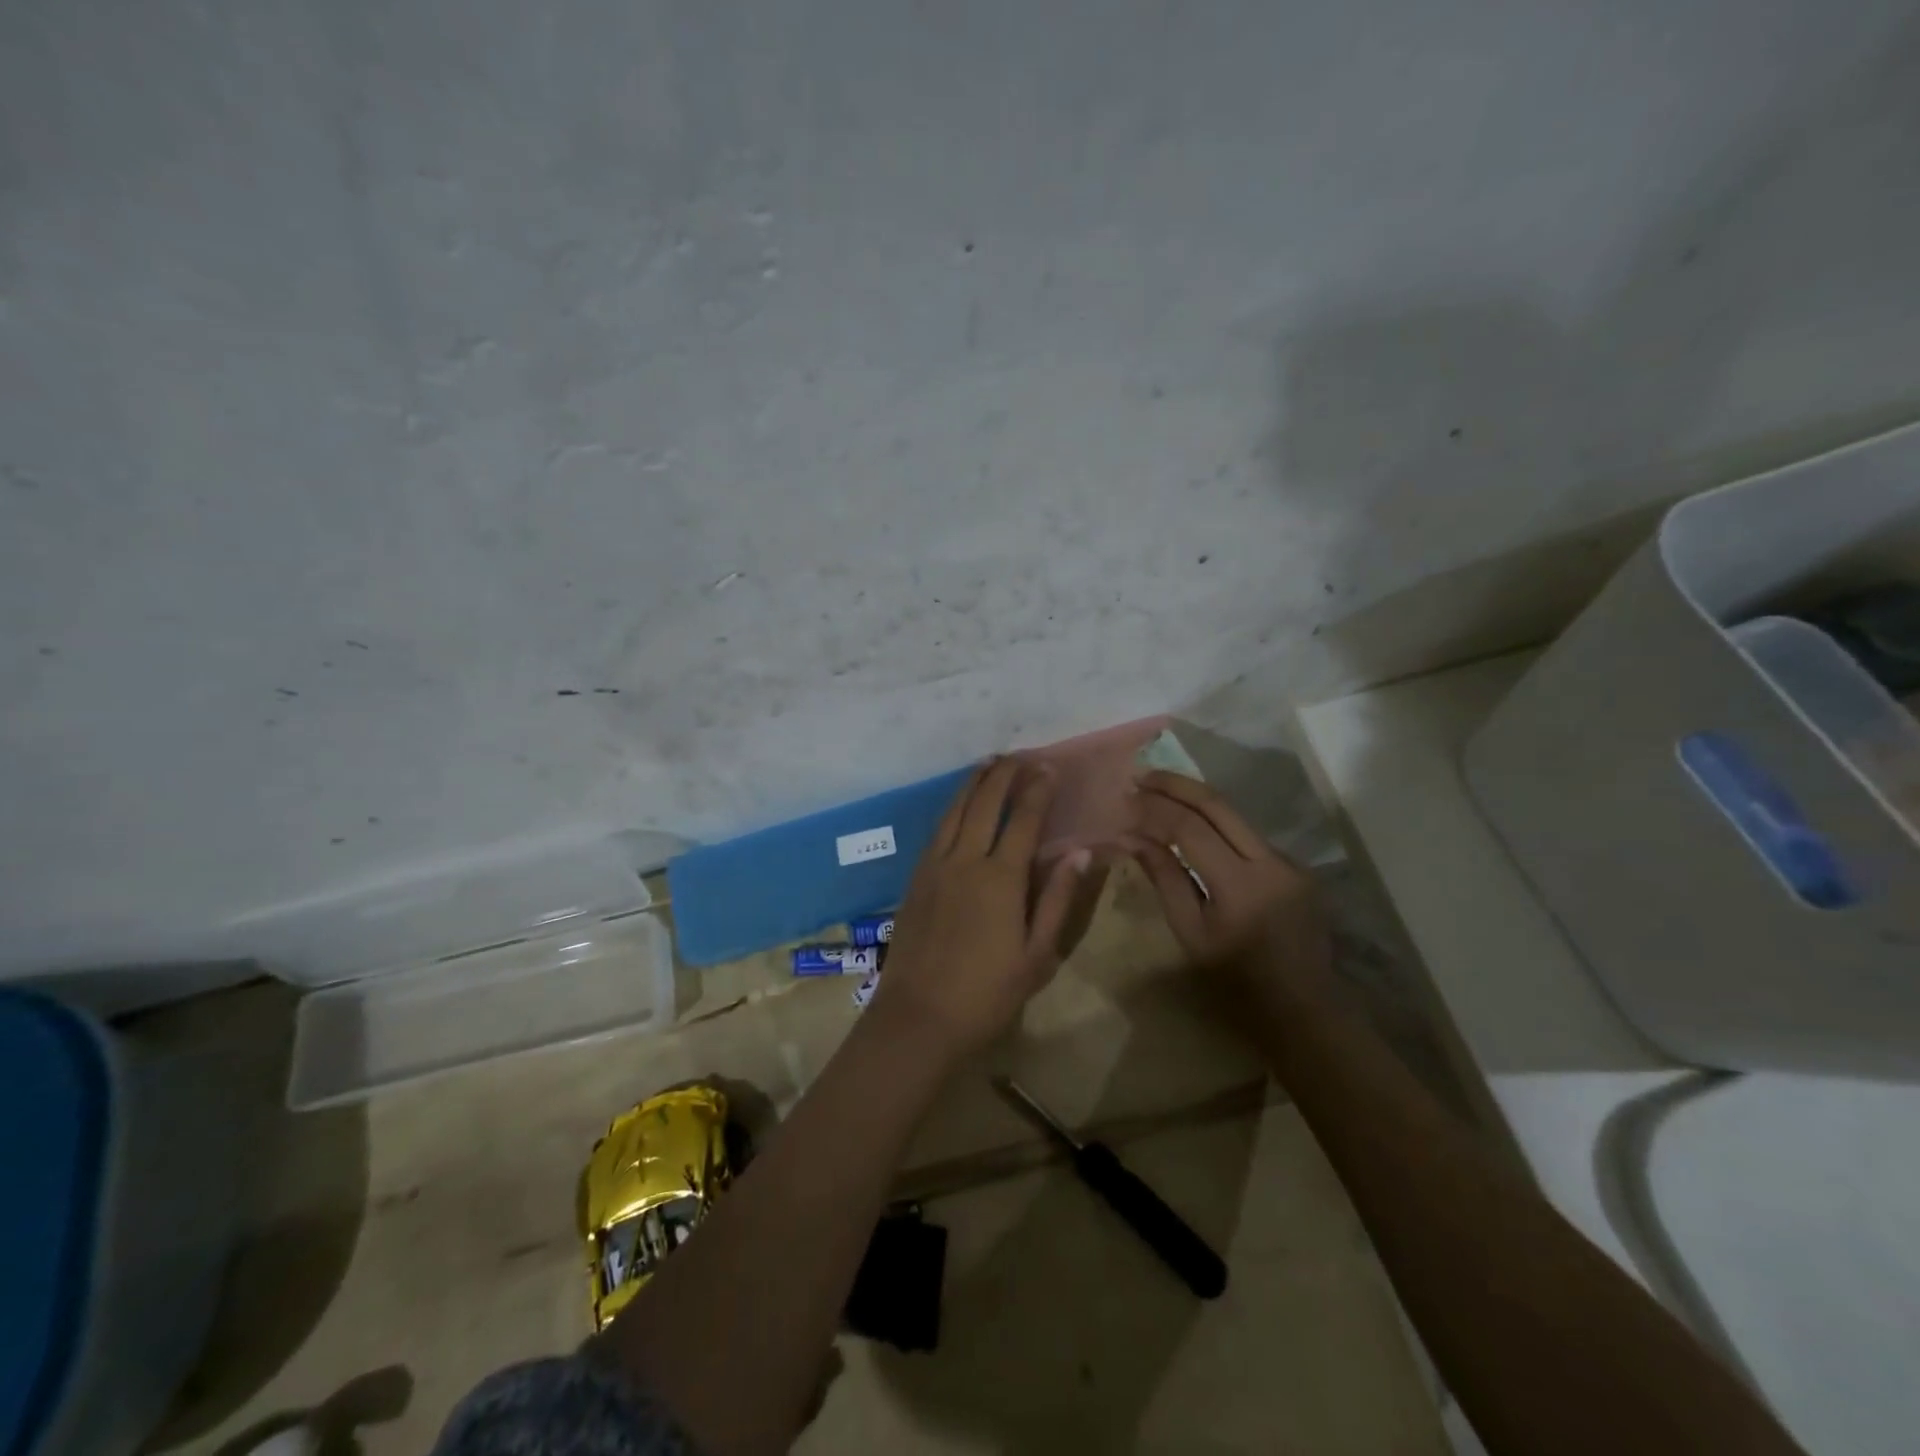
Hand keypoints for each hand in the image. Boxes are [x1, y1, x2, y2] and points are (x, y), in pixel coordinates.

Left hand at [870, 758, 1095, 1058]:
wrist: (919, 1016)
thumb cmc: (987, 993)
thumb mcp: (1037, 955)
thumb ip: (1057, 899)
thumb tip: (1081, 852)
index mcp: (1001, 878)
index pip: (1024, 819)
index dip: (1038, 789)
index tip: (1048, 766)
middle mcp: (965, 860)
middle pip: (986, 803)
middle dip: (1005, 774)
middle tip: (1020, 755)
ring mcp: (935, 865)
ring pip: (956, 810)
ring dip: (974, 782)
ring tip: (989, 763)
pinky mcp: (916, 877)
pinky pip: (938, 828)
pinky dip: (953, 806)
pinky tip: (960, 803)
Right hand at [1123, 771, 1333, 1001]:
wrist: (1304, 1009)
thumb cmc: (1236, 983)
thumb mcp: (1191, 934)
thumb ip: (1164, 879)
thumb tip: (1131, 837)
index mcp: (1241, 886)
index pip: (1190, 828)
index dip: (1155, 809)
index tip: (1126, 798)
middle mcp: (1271, 862)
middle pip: (1219, 805)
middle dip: (1176, 785)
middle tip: (1141, 776)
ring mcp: (1289, 862)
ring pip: (1236, 816)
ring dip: (1196, 800)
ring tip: (1159, 792)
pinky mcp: (1297, 868)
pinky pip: (1248, 836)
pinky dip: (1217, 825)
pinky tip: (1192, 825)